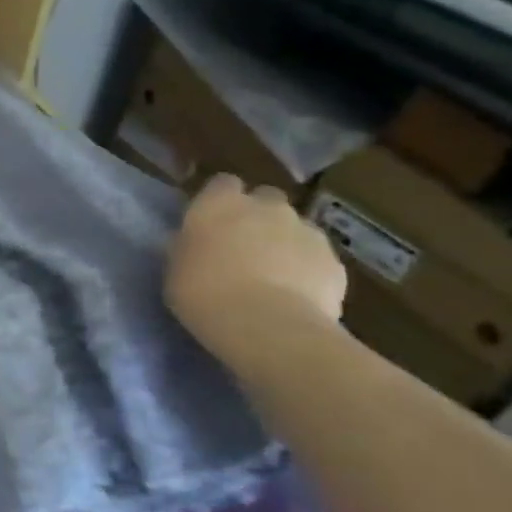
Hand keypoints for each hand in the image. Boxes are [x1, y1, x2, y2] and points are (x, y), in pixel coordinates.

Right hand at [165, 175, 346, 367]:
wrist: (267, 327)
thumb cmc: (202, 293)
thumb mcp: (176, 267)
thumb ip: (190, 245)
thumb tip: (197, 242)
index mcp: (219, 204)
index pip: (222, 184)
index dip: (218, 200)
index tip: (211, 221)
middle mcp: (266, 207)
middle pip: (266, 199)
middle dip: (258, 216)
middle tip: (243, 246)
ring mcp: (306, 232)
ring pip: (295, 228)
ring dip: (284, 243)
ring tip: (271, 276)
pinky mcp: (334, 262)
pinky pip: (317, 259)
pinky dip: (307, 270)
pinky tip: (294, 296)